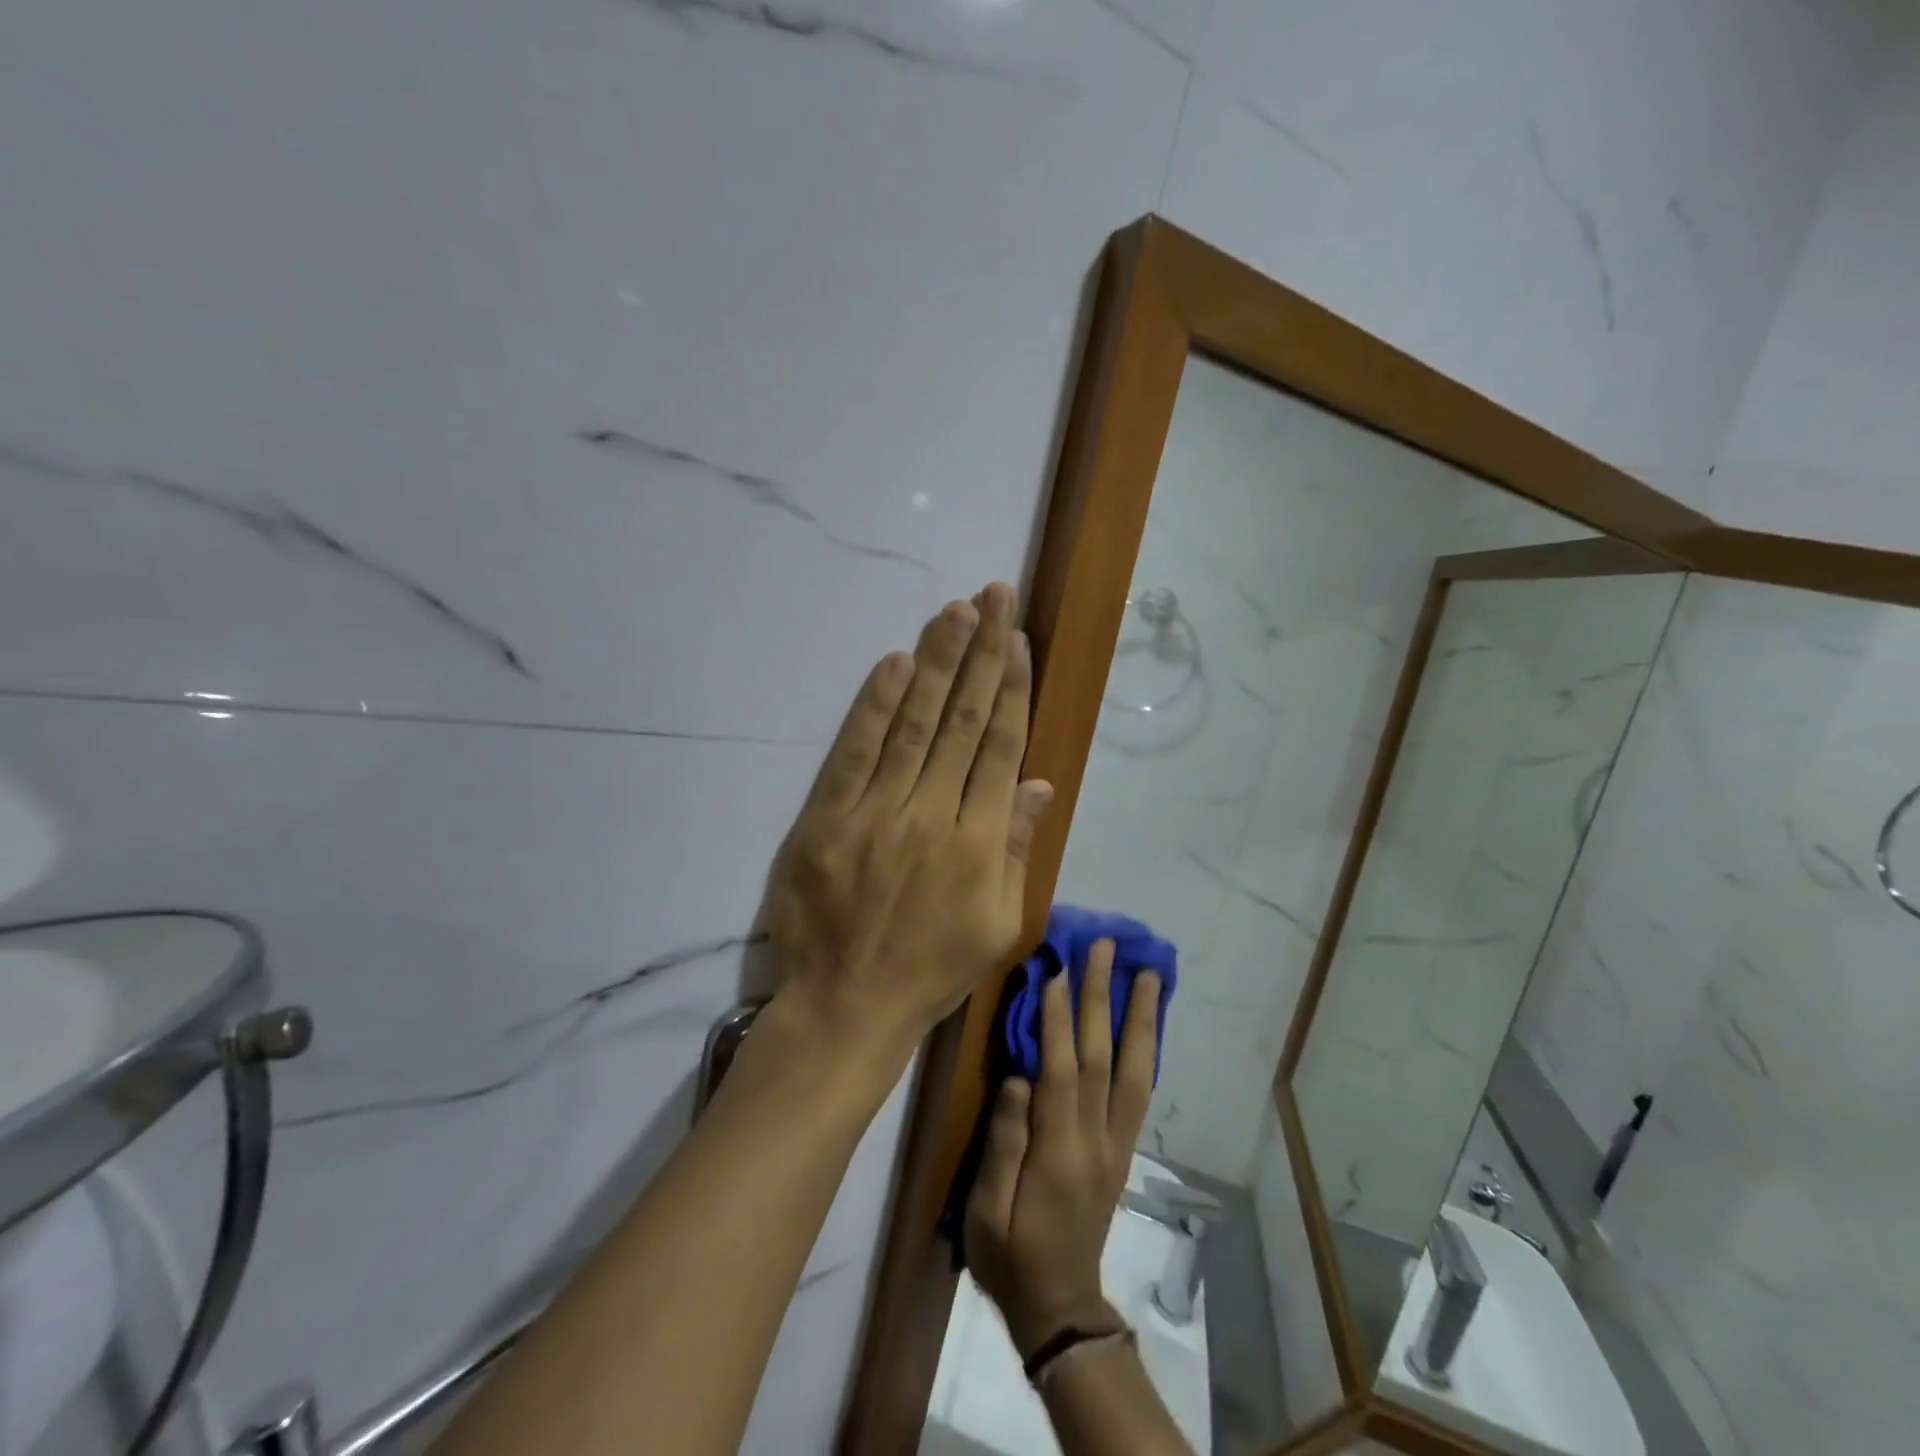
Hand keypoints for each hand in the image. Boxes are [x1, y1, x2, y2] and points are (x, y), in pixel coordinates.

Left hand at [767, 582, 1053, 1058]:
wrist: (847, 1004)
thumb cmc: (932, 969)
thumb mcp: (999, 925)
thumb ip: (1017, 850)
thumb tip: (1036, 783)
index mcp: (980, 843)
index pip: (999, 747)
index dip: (1010, 689)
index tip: (1017, 641)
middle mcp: (933, 815)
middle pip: (961, 721)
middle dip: (981, 654)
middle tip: (994, 597)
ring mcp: (876, 812)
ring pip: (913, 723)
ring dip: (936, 662)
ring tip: (955, 611)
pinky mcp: (827, 817)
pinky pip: (855, 751)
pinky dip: (875, 705)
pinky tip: (895, 662)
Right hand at [964, 939, 1161, 1357]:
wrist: (1060, 1307)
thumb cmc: (1010, 1256)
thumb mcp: (986, 1212)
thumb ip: (1003, 1143)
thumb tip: (1018, 1078)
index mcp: (1059, 1154)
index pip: (1061, 1071)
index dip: (1059, 1018)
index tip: (1056, 968)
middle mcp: (1097, 1140)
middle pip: (1102, 1057)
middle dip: (1102, 998)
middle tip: (1106, 948)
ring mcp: (1116, 1143)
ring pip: (1133, 1070)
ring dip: (1139, 1018)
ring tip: (1146, 974)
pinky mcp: (1122, 1148)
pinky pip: (1139, 1091)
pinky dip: (1145, 1050)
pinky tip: (1146, 1023)